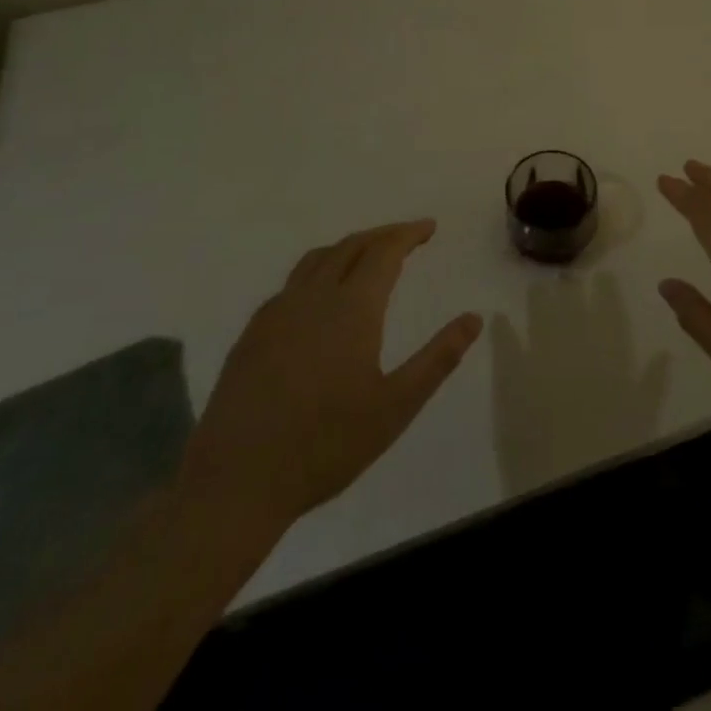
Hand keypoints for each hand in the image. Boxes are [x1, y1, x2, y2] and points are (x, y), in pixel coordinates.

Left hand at [179, 220, 483, 551]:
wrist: (236, 483)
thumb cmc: (326, 445)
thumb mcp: (396, 406)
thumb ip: (438, 358)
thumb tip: (474, 318)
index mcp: (352, 308)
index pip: (384, 252)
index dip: (408, 234)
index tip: (429, 227)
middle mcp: (313, 297)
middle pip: (351, 246)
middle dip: (382, 235)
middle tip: (407, 237)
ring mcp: (276, 313)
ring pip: (317, 259)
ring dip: (348, 248)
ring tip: (367, 256)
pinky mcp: (251, 334)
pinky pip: (291, 284)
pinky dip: (318, 272)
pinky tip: (320, 299)